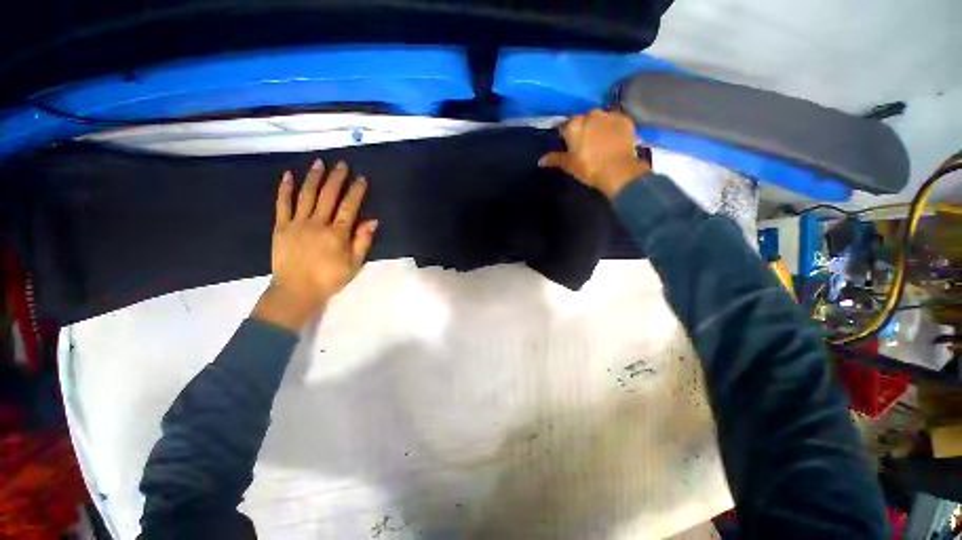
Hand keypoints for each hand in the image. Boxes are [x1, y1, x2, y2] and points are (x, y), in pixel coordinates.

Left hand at [252, 160, 377, 330]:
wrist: (296, 290)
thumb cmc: (330, 279)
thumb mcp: (354, 264)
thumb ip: (363, 241)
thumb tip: (372, 221)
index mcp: (337, 234)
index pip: (349, 207)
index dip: (356, 191)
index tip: (361, 178)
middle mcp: (317, 224)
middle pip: (328, 196)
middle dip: (336, 178)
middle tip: (342, 164)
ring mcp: (297, 223)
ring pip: (306, 196)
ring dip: (314, 178)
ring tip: (319, 163)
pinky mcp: (280, 227)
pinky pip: (282, 204)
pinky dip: (285, 189)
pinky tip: (289, 175)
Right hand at [539, 110, 650, 199]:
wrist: (617, 171)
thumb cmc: (588, 168)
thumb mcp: (568, 165)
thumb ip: (554, 159)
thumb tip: (540, 160)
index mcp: (574, 125)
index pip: (565, 127)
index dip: (567, 137)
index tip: (571, 148)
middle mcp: (590, 114)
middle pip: (583, 121)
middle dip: (583, 130)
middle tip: (586, 146)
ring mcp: (609, 115)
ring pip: (600, 119)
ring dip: (598, 127)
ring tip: (601, 143)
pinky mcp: (624, 119)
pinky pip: (615, 121)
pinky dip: (613, 128)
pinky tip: (613, 141)